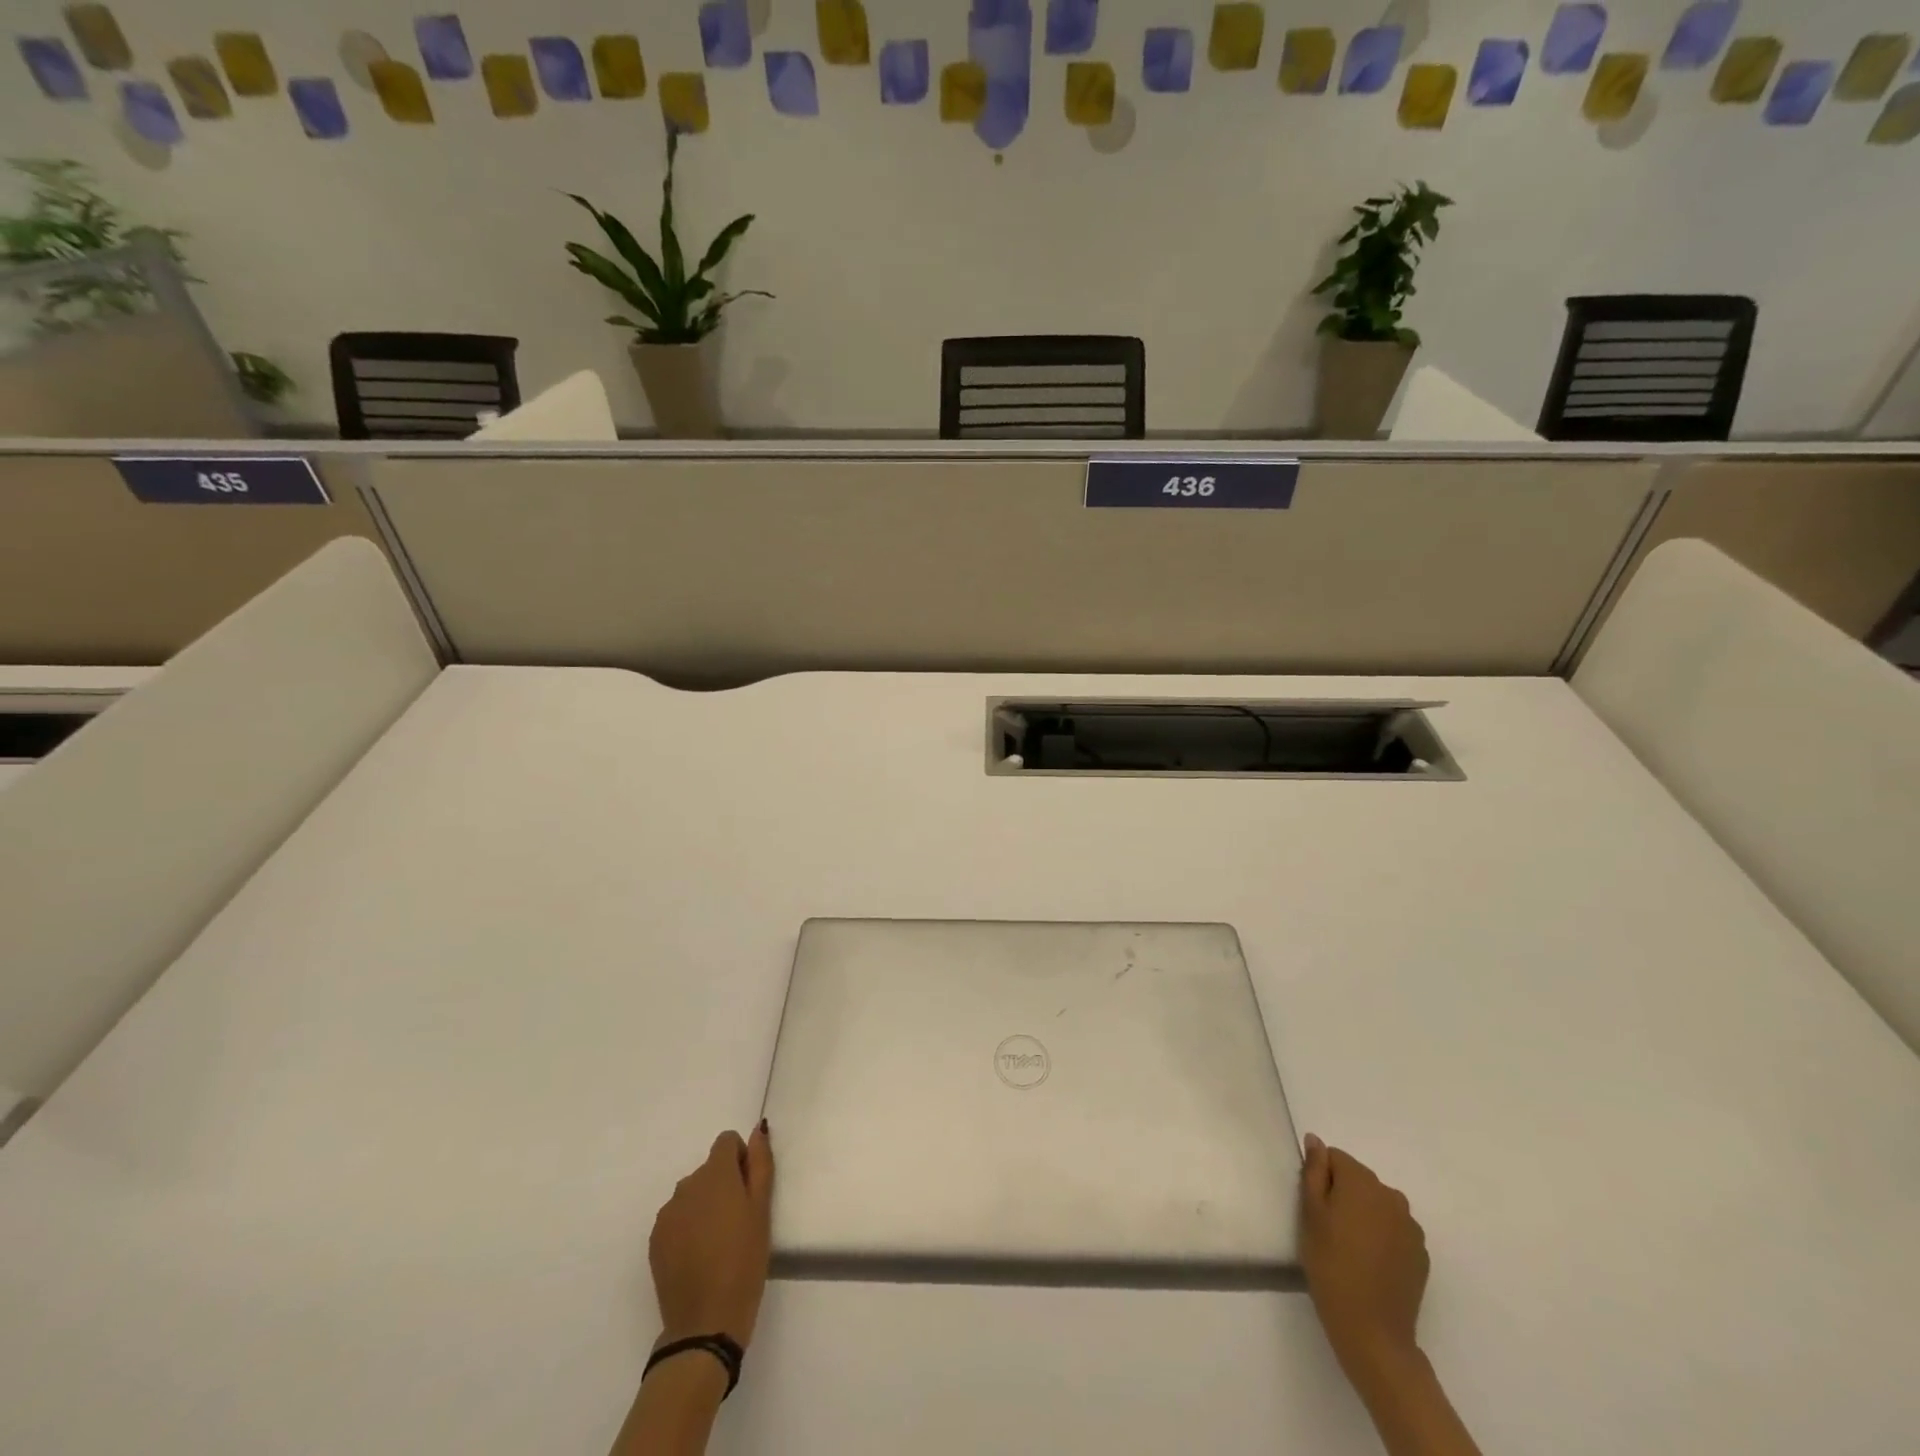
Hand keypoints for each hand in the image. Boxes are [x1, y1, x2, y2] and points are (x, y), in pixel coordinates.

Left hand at [649, 1122, 774, 1350]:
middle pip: (709, 1169)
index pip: (726, 1142)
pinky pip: (676, 1218)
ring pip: (692, 1194)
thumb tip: (756, 1131)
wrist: (706, 1322)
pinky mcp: (655, 1240)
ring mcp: (667, 1214)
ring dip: (705, 1205)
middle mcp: (686, 1185)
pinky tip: (699, 1256)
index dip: (741, 1160)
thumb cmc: (744, 1261)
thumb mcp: (762, 1209)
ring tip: (718, 1243)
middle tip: (738, 1222)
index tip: (748, 1190)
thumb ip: (760, 1164)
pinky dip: (688, 1227)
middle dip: (724, 1184)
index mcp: (715, 1174)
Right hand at [1299, 1133, 1428, 1380]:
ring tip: (1350, 1248)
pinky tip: (1370, 1263)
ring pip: (1378, 1205)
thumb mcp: (1310, 1214)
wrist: (1372, 1331)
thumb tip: (1316, 1141)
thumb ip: (1314, 1172)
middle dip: (1343, 1195)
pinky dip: (1381, 1237)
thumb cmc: (1331, 1265)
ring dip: (1364, 1215)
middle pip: (1359, 1180)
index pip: (1335, 1158)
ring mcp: (1411, 1227)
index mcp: (1362, 1182)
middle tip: (1328, 1229)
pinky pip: (1394, 1230)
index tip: (1314, 1207)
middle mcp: (1392, 1196)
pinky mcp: (1421, 1255)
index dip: (1321, 1178)